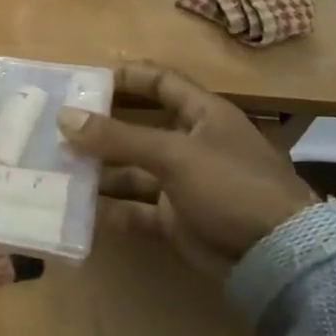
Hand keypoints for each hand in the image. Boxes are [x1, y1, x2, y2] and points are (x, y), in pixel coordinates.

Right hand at [57, 63, 317, 273]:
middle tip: (57, 127)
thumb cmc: (231, 186)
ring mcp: (184, 184)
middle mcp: (192, 145)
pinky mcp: (176, 220)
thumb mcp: (173, 154)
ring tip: (57, 167)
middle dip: (101, 129)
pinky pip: (135, 208)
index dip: (127, 77)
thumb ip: (117, 137)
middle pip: (138, 128)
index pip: (162, 83)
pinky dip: (110, 208)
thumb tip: (64, 116)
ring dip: (99, 170)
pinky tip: (78, 207)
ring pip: (132, 171)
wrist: (278, 257)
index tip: (85, 81)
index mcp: (204, 115)